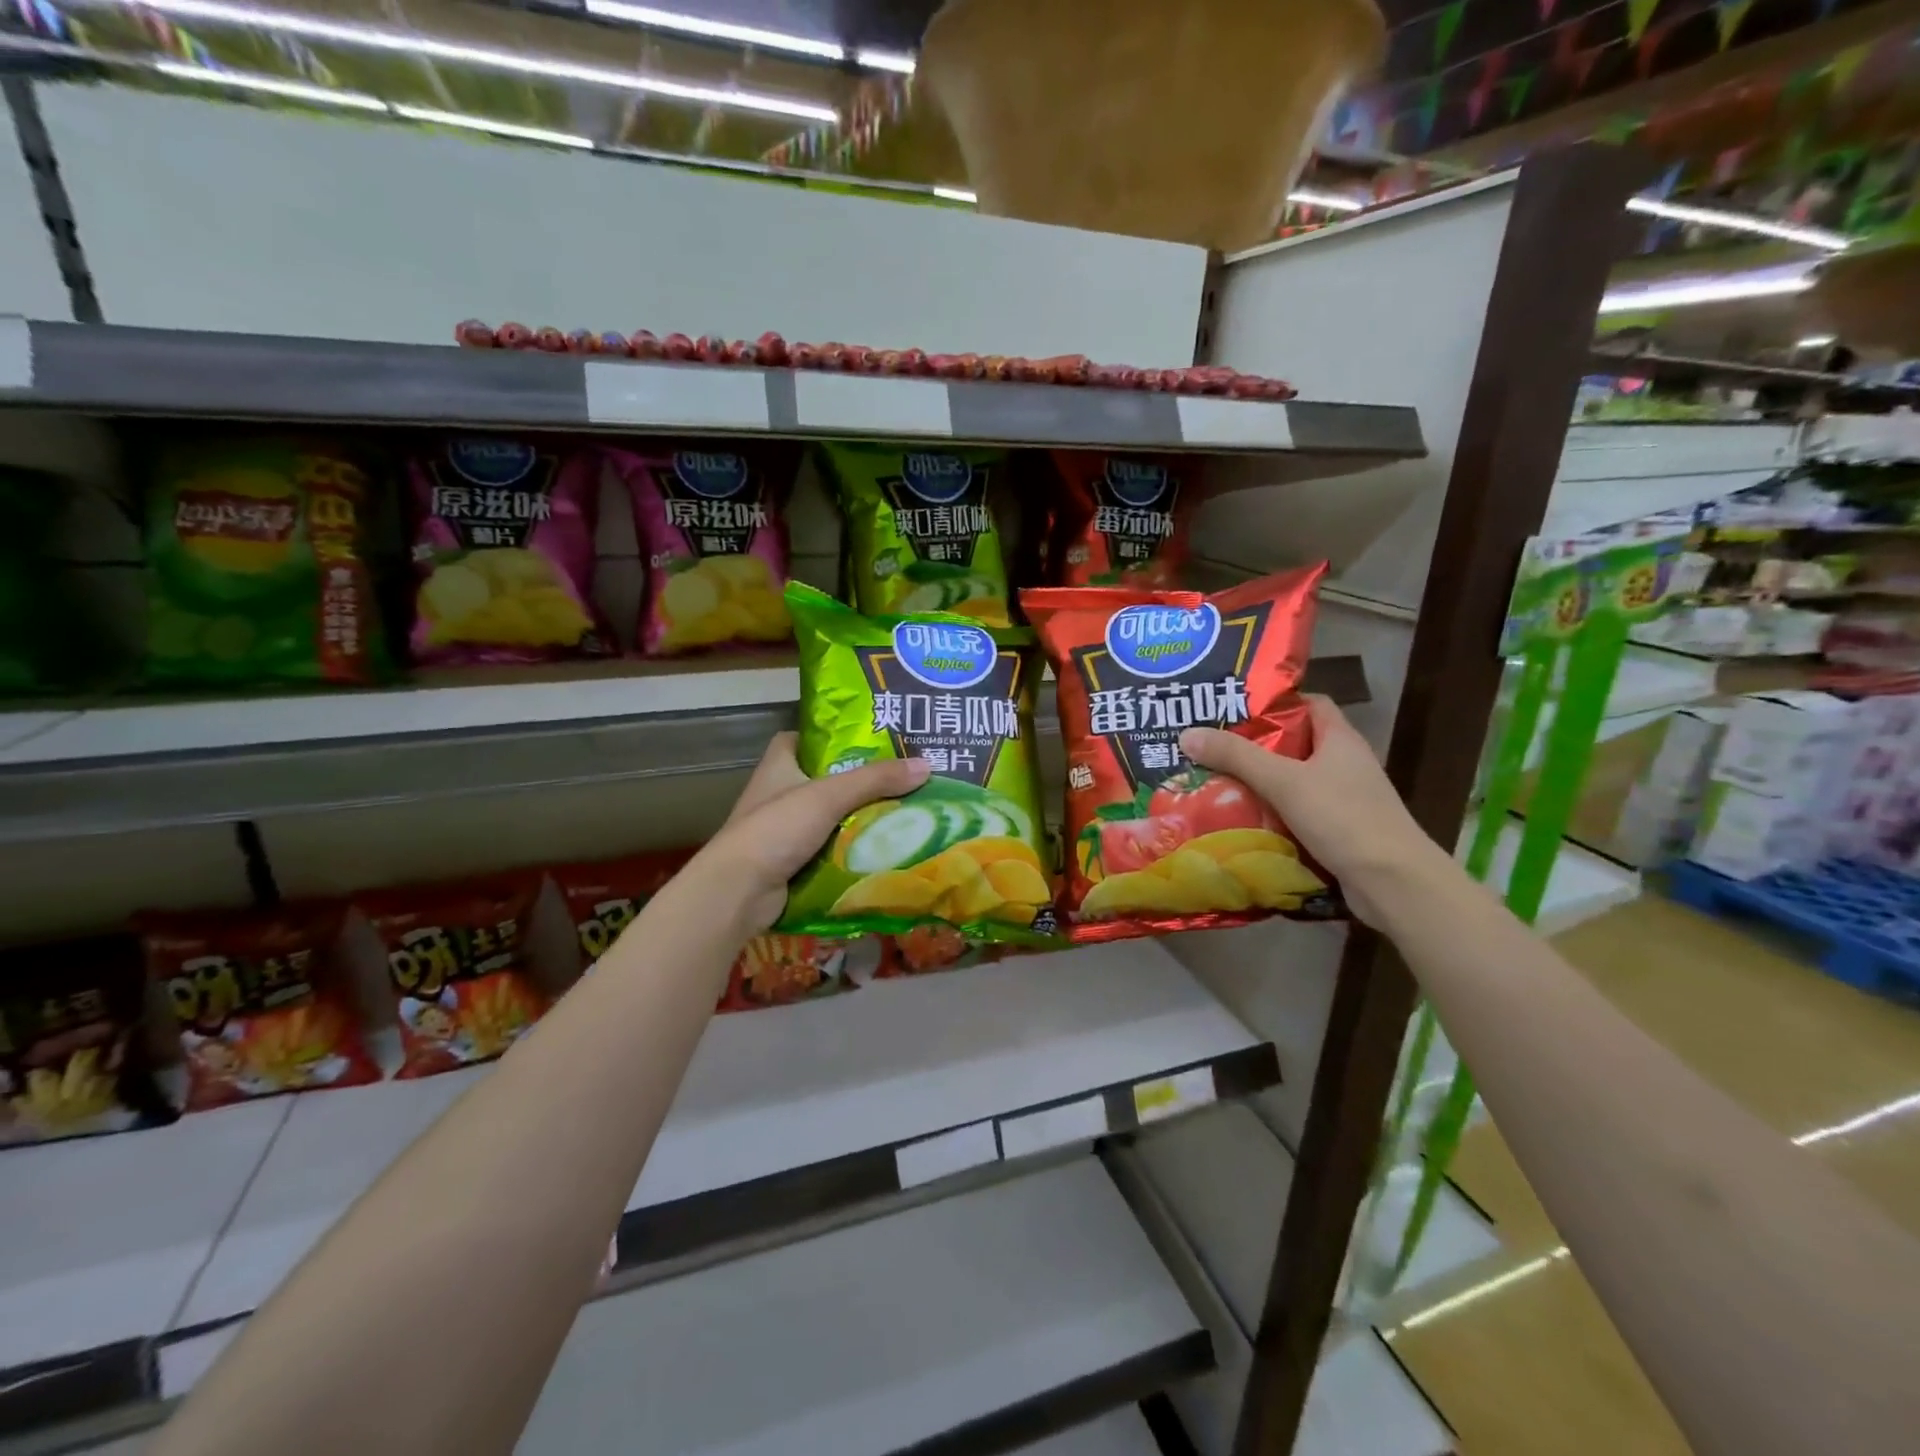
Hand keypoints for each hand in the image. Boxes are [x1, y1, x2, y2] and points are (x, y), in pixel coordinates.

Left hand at [699, 732, 930, 934]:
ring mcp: (784, 830)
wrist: (738, 892)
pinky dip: (852, 849)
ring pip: (832, 816)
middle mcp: (779, 792)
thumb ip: (874, 780)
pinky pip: (831, 848)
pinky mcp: (792, 861)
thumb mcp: (829, 796)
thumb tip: (926, 766)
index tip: (871, 740)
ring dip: (861, 818)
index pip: (807, 738)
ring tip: (905, 812)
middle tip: (902, 778)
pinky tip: (885, 848)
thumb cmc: (776, 829)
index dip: (835, 736)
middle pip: (827, 778)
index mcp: (778, 764)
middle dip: (861, 782)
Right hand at [1179, 696, 1445, 927]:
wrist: (1393, 883)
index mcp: (1341, 740)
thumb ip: (1236, 757)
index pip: (1310, 704)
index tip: (1235, 708)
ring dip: (1260, 783)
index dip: (1276, 702)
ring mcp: (1345, 800)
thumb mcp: (1283, 781)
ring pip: (1294, 782)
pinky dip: (1272, 814)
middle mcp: (1345, 764)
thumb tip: (1187, 734)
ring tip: (1216, 781)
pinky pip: (1298, 813)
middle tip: (1213, 746)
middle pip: (1296, 743)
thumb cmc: (1343, 818)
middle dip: (1256, 746)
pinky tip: (1241, 820)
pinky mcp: (1339, 831)